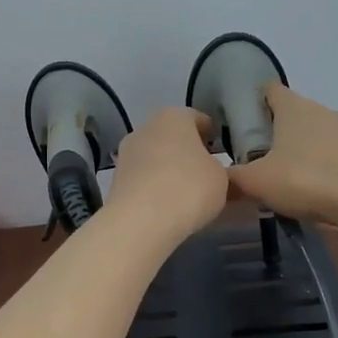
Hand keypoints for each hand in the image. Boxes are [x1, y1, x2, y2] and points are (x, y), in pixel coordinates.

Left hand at [106, 107, 227, 243]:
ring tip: (185, 193)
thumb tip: (210, 171)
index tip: (222, 154)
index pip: (198, 119)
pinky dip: (153, 186)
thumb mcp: (221, 179)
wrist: (140, 221)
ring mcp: (127, 152)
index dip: (212, 136)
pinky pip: (143, 177)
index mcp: (174, 116)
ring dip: (168, 169)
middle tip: (205, 174)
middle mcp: (146, 127)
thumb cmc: (189, 189)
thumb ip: (218, 169)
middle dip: (187, 152)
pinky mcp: (115, 178)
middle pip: (173, 136)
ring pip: (155, 156)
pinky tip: (165, 205)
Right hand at [226, 83, 337, 225]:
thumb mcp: (258, 183)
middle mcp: (324, 111)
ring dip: (307, 155)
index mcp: (293, 107)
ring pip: (321, 138)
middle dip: (279, 135)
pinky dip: (332, 173)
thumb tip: (217, 178)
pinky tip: (325, 199)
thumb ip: (232, 179)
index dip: (254, 103)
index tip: (243, 125)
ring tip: (295, 186)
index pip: (269, 90)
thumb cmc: (309, 179)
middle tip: (263, 163)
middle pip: (295, 116)